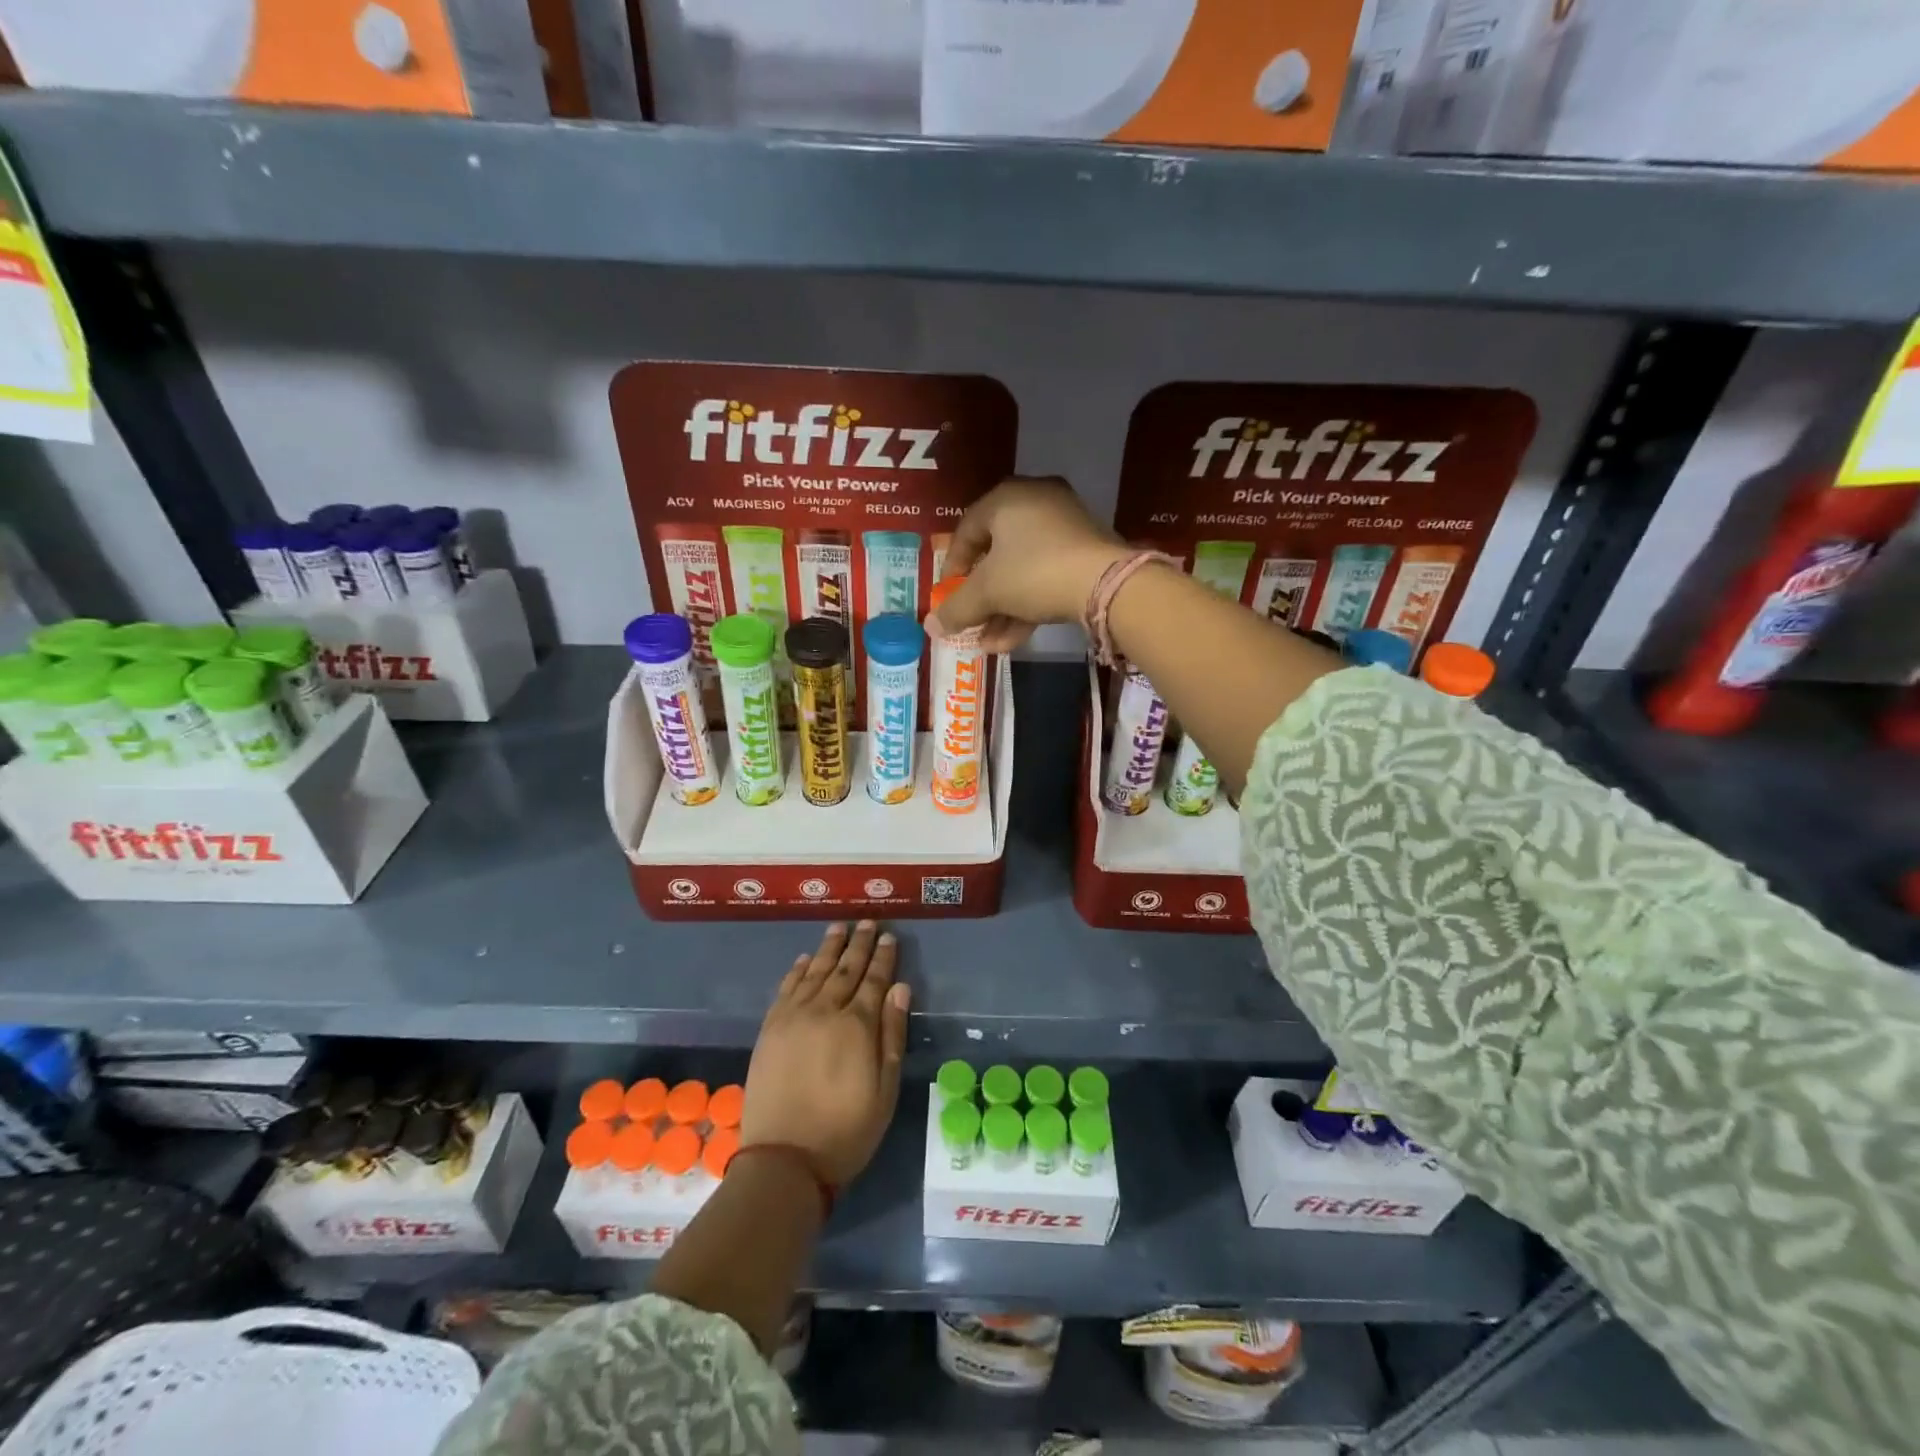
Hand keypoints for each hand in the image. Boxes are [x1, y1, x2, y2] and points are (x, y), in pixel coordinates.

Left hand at [741, 921, 909, 1187]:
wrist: (784, 1160)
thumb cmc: (846, 1131)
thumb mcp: (884, 1090)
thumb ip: (892, 1035)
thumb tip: (900, 988)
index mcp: (857, 1026)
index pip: (874, 981)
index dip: (883, 958)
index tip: (889, 936)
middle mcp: (824, 1011)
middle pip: (845, 969)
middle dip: (859, 944)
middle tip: (867, 921)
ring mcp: (793, 1018)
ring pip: (815, 971)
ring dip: (829, 948)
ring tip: (839, 927)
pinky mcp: (771, 1029)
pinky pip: (787, 988)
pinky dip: (798, 970)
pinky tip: (806, 958)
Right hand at [926, 477, 1124, 651]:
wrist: (1106, 584)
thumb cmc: (1034, 573)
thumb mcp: (987, 592)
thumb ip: (956, 608)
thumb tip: (931, 627)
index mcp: (1007, 498)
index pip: (966, 529)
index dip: (952, 567)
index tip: (947, 596)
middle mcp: (1036, 502)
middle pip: (996, 553)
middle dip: (980, 597)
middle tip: (969, 621)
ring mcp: (1065, 525)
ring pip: (1022, 570)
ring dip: (1002, 609)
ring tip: (988, 643)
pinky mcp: (1086, 550)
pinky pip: (1045, 575)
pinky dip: (1028, 604)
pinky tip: (1012, 641)